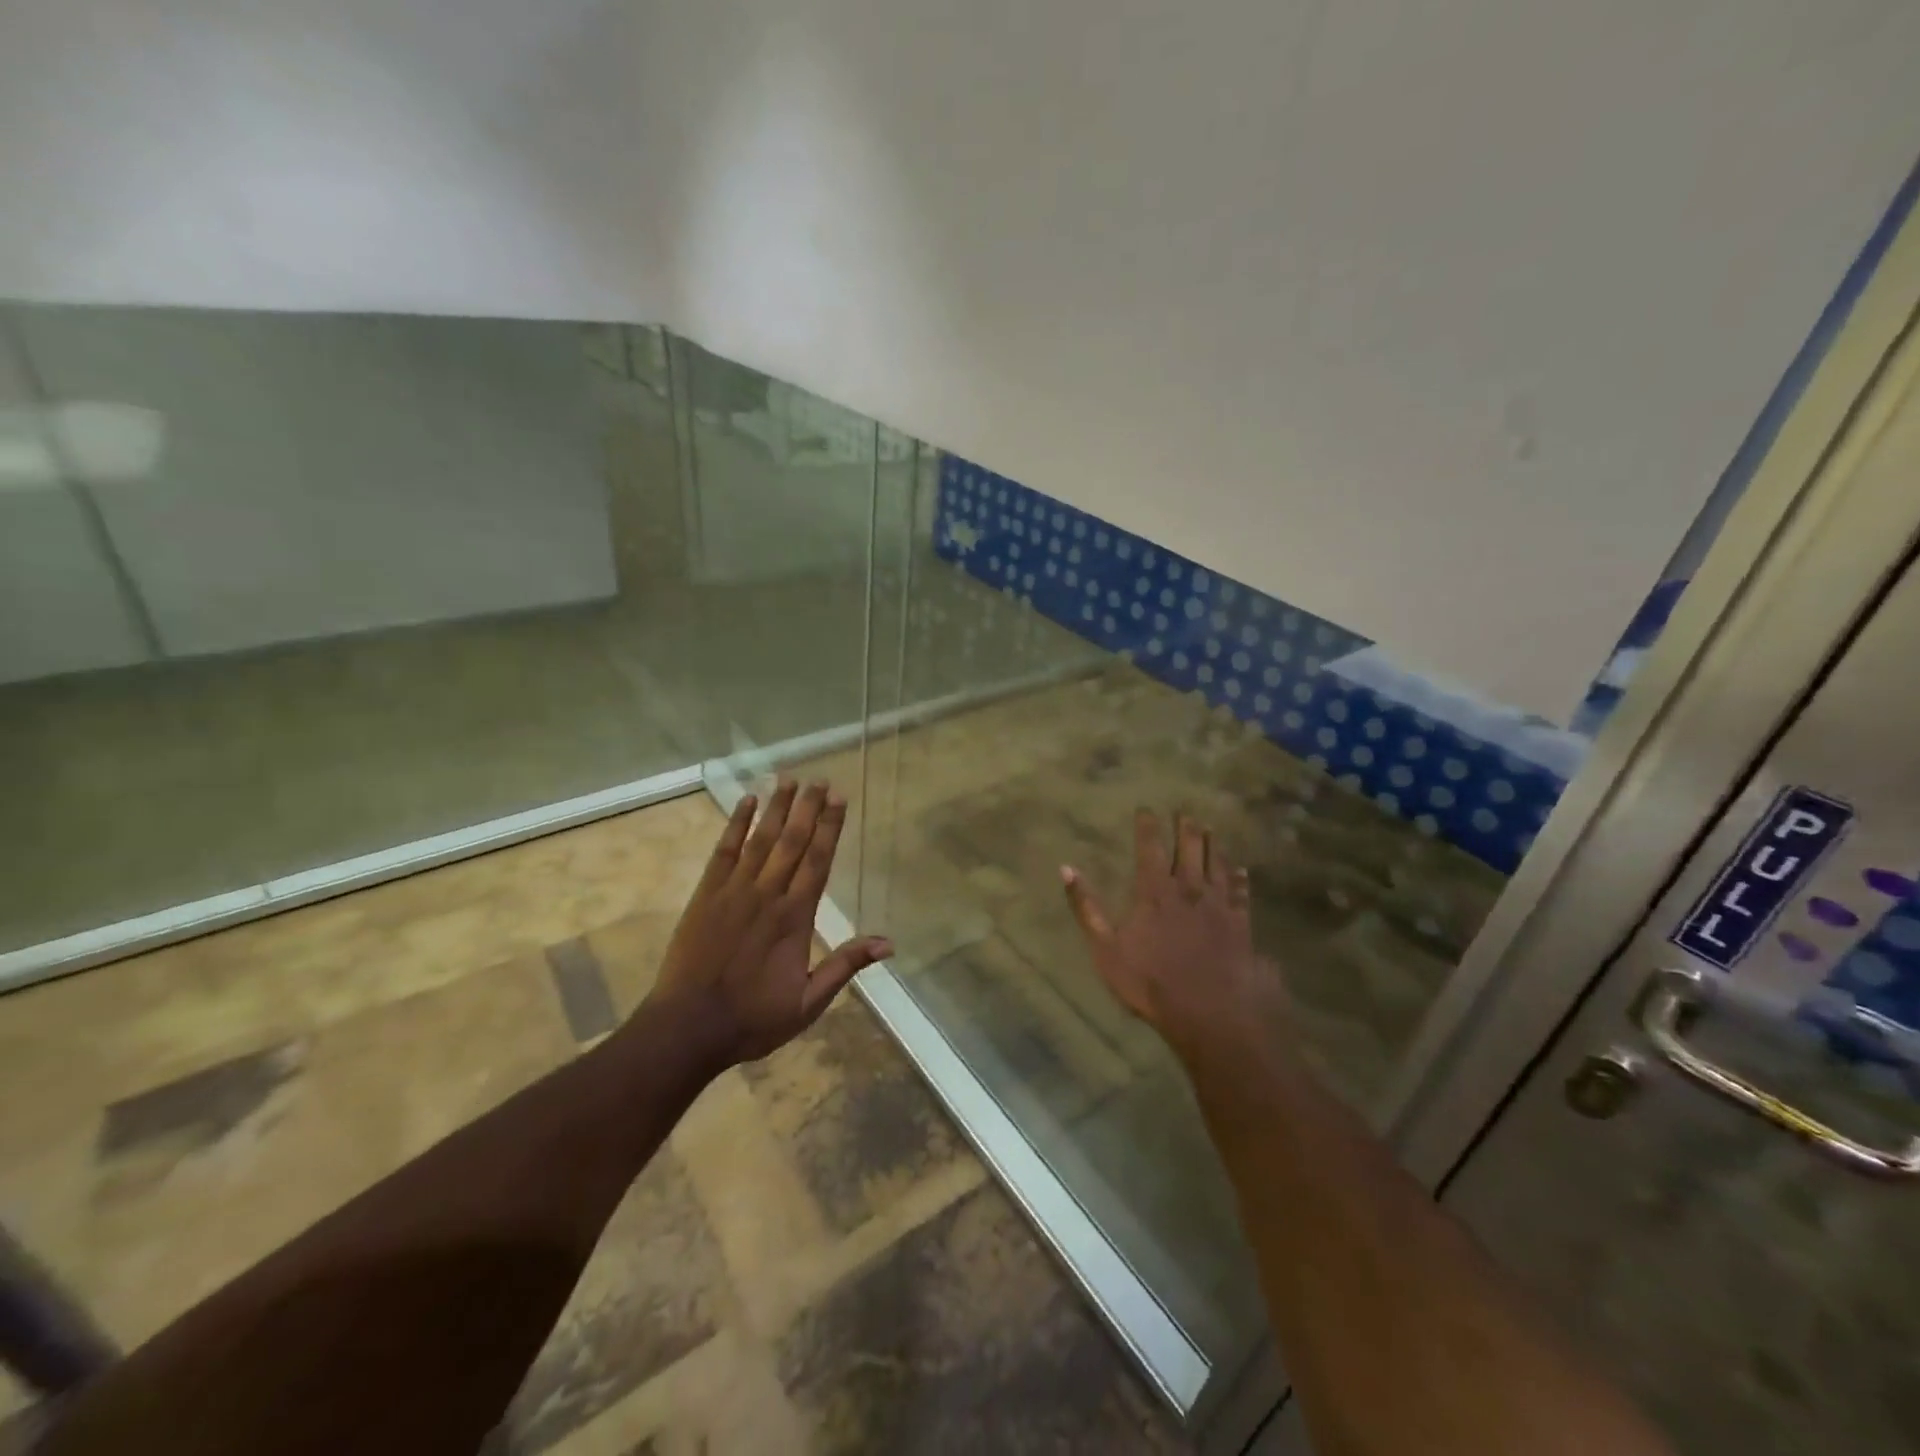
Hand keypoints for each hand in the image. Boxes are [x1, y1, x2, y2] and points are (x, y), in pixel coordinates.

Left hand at [646, 780, 891, 1068]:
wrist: (688, 1026)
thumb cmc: (752, 1018)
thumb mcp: (808, 1002)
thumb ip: (845, 966)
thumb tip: (888, 943)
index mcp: (795, 917)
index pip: (818, 861)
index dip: (830, 827)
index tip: (839, 799)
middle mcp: (768, 894)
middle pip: (793, 841)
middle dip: (807, 808)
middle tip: (819, 780)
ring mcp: (734, 890)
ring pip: (761, 839)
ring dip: (776, 808)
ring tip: (788, 779)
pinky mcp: (706, 894)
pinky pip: (724, 851)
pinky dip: (735, 824)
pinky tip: (746, 803)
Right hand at [1061, 810, 1287, 1064]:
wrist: (1211, 1012)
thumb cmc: (1151, 982)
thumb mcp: (1106, 948)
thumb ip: (1086, 907)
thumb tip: (1066, 869)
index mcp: (1154, 892)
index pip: (1150, 849)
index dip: (1148, 827)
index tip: (1146, 809)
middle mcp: (1188, 890)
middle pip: (1189, 849)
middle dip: (1185, 828)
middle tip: (1185, 811)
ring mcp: (1218, 906)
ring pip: (1217, 865)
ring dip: (1213, 845)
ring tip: (1210, 828)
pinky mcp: (1241, 925)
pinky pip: (1241, 893)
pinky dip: (1240, 878)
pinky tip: (1242, 870)